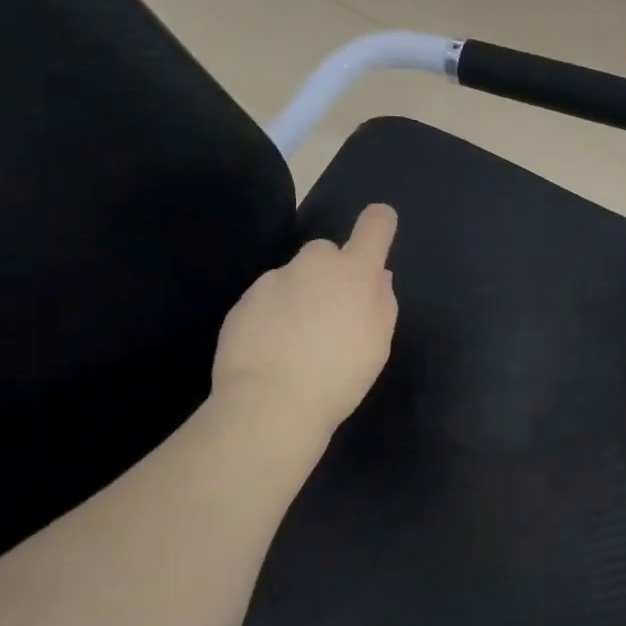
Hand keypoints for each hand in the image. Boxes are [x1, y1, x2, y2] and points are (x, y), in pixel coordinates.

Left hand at [211, 203, 398, 438]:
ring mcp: (272, 280)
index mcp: (354, 272)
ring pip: (292, 277)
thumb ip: (382, 302)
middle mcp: (312, 265)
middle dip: (331, 273)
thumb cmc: (340, 376)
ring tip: (299, 342)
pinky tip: (274, 351)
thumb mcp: (378, 344)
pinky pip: (266, 300)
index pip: (374, 227)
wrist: (271, 403)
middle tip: (332, 314)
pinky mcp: (243, 301)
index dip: (380, 223)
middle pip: (325, 251)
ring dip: (299, 297)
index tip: (380, 227)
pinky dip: (273, 317)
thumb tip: (379, 276)